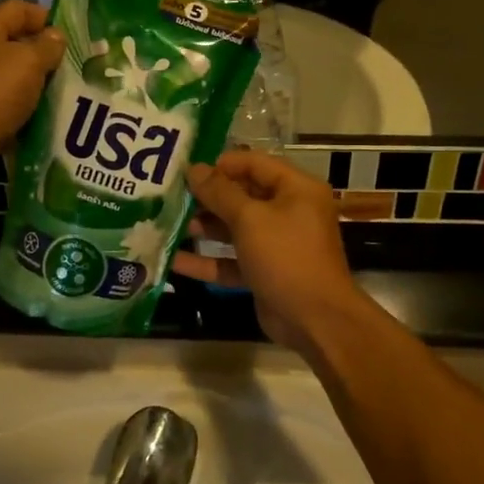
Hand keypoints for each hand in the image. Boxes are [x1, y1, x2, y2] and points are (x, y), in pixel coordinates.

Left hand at [0, 0, 63, 177]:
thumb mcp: (27, 61)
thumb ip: (47, 46)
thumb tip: (56, 36)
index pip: (18, 10)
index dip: (46, 17)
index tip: (73, 36)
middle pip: (18, 45)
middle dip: (48, 56)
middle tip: (78, 69)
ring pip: (18, 80)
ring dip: (42, 88)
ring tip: (72, 96)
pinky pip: (12, 108)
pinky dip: (30, 113)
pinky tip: (53, 120)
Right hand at [172, 151, 361, 354]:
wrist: (315, 319)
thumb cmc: (286, 256)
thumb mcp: (250, 219)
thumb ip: (220, 193)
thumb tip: (194, 169)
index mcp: (296, 188)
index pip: (254, 163)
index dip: (221, 164)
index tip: (187, 170)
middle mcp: (289, 211)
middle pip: (243, 195)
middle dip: (207, 197)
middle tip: (170, 197)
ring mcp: (277, 244)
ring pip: (235, 228)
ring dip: (204, 227)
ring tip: (167, 224)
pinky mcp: (265, 272)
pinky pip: (233, 260)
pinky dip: (208, 260)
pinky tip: (174, 260)